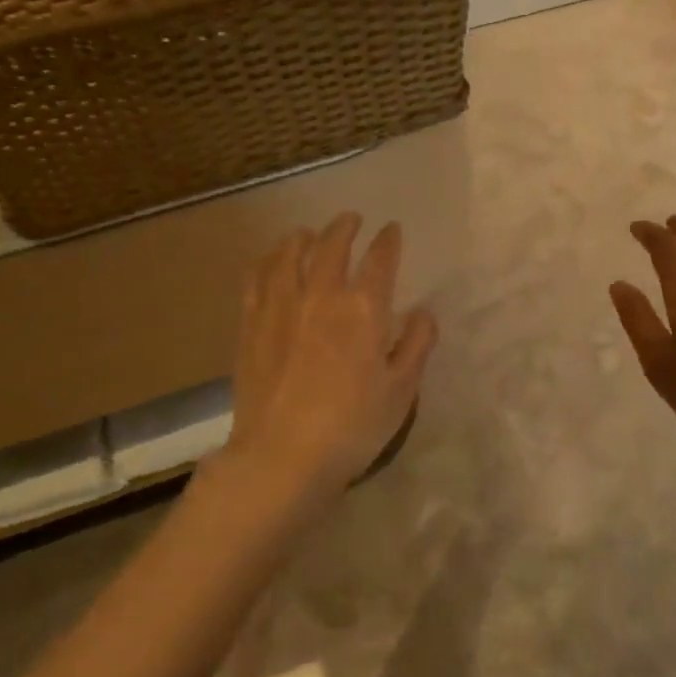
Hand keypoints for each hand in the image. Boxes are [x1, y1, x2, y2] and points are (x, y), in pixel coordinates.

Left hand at [221, 213, 437, 506]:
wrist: (282, 456)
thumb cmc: (352, 427)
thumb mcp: (401, 390)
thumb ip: (417, 345)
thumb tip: (423, 311)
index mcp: (363, 309)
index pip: (380, 259)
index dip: (388, 240)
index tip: (392, 230)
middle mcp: (321, 295)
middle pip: (332, 245)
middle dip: (345, 227)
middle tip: (352, 220)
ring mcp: (280, 306)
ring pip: (290, 254)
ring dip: (304, 237)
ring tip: (309, 233)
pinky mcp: (251, 324)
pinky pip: (257, 277)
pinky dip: (268, 260)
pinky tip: (272, 260)